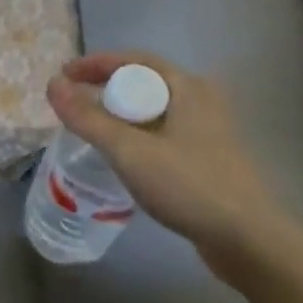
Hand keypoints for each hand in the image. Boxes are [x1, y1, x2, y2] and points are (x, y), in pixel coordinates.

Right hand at [46, 51, 290, 273]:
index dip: (95, 64)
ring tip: (92, 128)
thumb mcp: (129, 151)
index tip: (64, 75)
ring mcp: (209, 129)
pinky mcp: (210, 157)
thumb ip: (87, 117)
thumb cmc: (190, 186)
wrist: (250, 242)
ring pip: (154, 110)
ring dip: (121, 113)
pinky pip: (163, 132)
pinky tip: (124, 156)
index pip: (132, 60)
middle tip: (74, 103)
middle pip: (143, 82)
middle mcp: (201, 99)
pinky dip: (138, 134)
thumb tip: (52, 84)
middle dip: (106, 88)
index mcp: (187, 86)